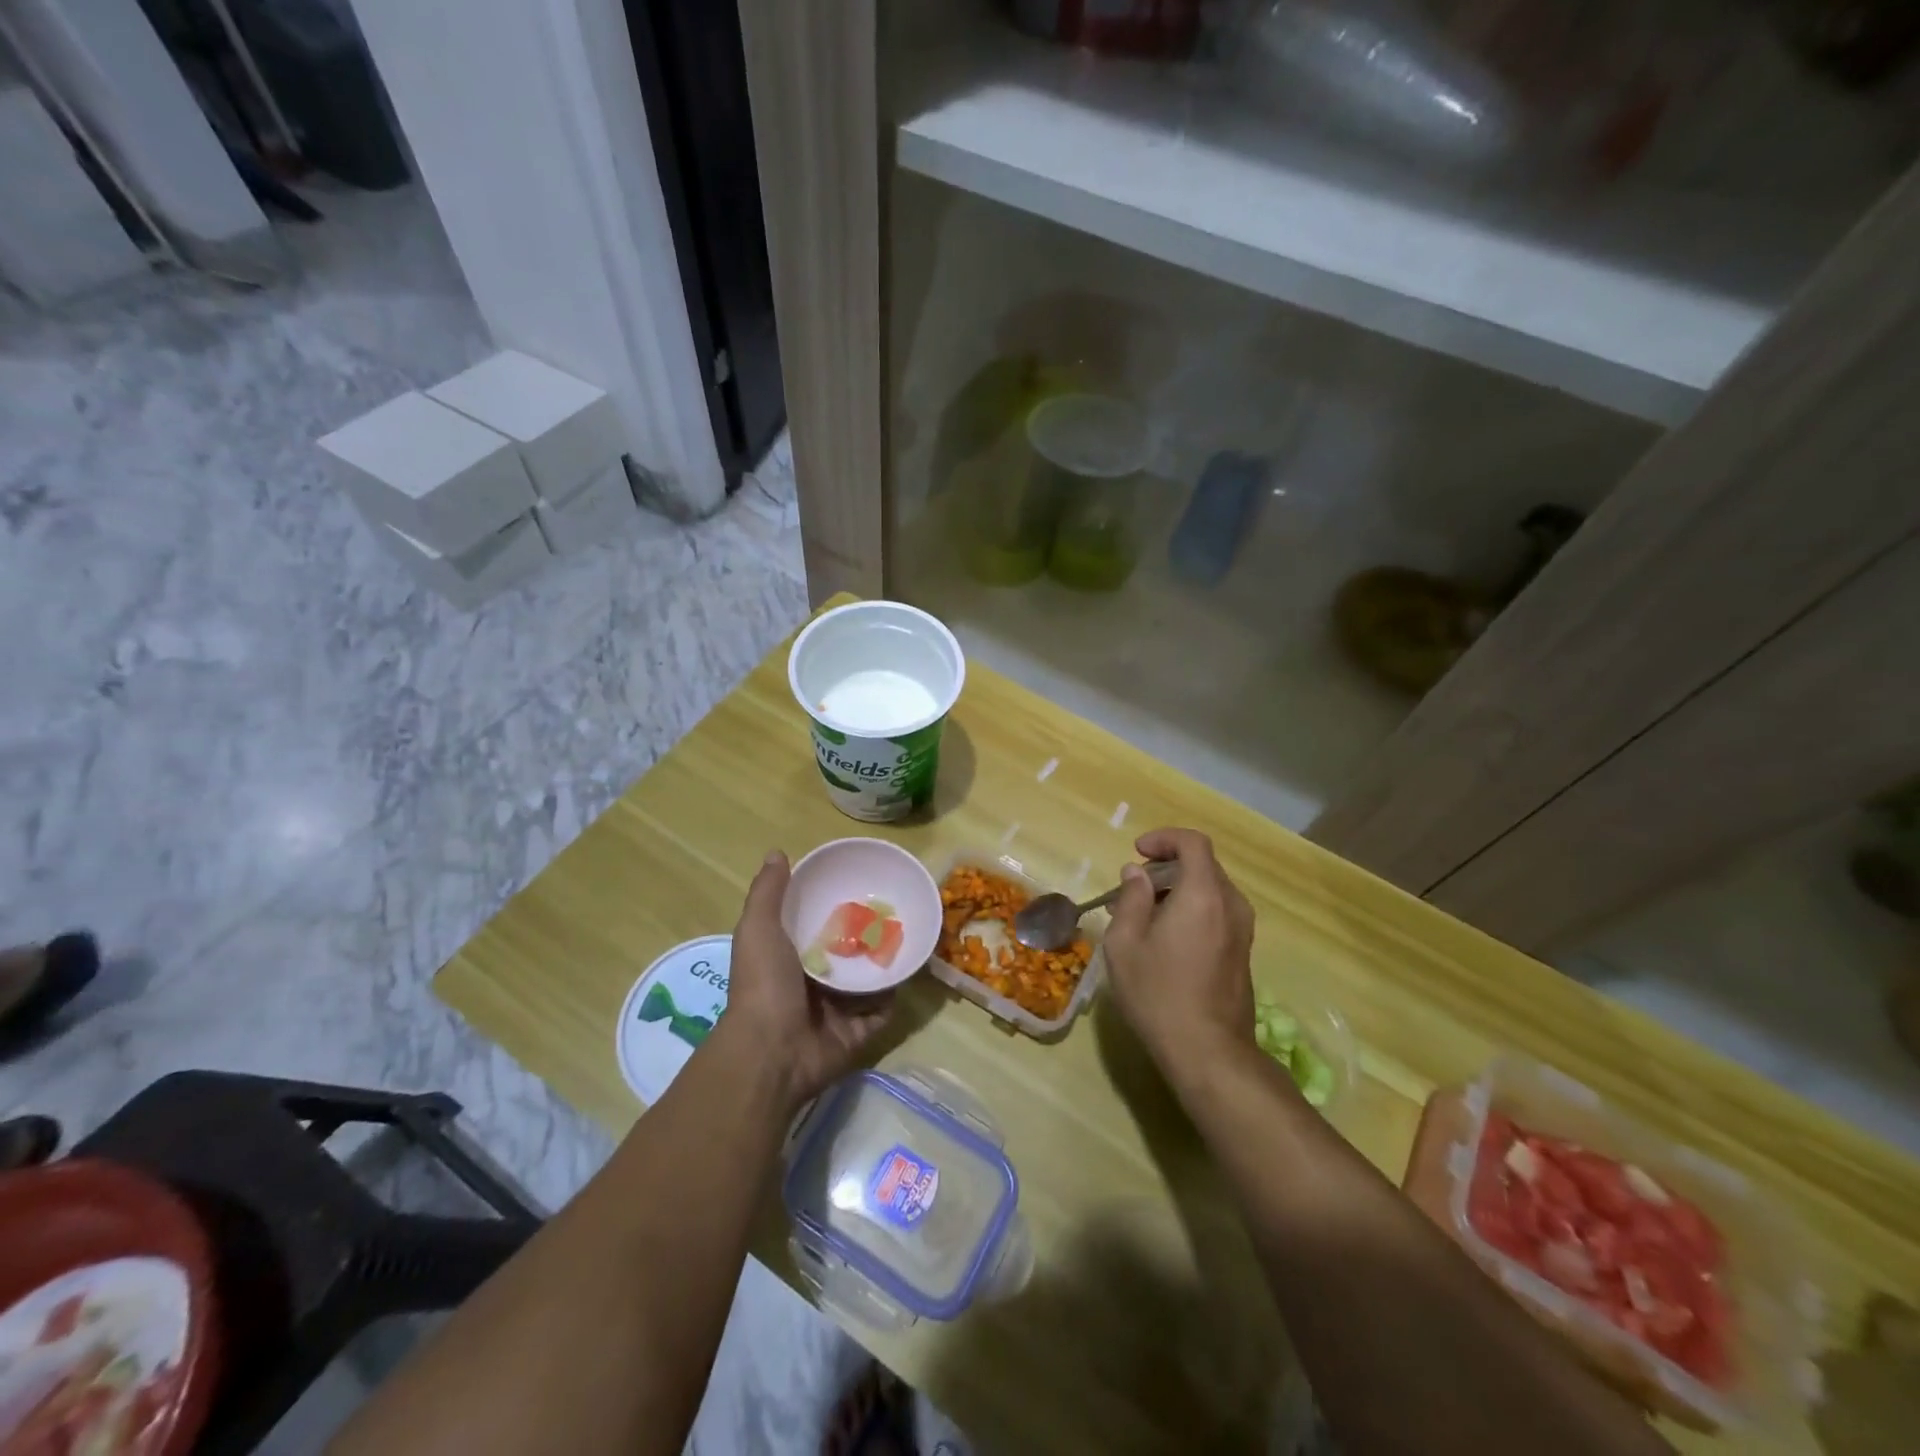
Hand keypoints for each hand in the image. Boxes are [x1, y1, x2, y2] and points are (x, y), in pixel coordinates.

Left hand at [721, 851, 894, 1105]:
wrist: (772, 1052)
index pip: (813, 927)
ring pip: (867, 980)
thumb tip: (777, 852)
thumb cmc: (763, 984)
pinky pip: (883, 1009)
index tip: (854, 884)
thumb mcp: (758, 929)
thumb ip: (768, 893)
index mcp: (787, 959)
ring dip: (884, 961)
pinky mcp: (857, 1032)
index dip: (830, 907)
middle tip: (892, 908)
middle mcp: (811, 983)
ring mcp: (835, 1010)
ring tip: (911, 932)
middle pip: (845, 953)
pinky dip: (895, 993)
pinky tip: (912, 967)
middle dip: (865, 935)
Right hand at [1103, 828, 1255, 1081]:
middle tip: (1132, 888)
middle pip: (1202, 865)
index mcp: (1204, 895)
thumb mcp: (1125, 943)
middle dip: (1166, 867)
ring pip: (1210, 890)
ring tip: (1143, 914)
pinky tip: (1165, 938)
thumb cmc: (1158, 993)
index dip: (1164, 839)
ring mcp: (1242, 931)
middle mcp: (1231, 905)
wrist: (1209, 1053)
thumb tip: (1136, 873)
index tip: (1137, 852)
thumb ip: (1131, 899)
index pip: (1193, 843)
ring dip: (1178, 890)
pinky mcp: (1243, 953)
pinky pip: (1217, 913)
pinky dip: (1191, 910)